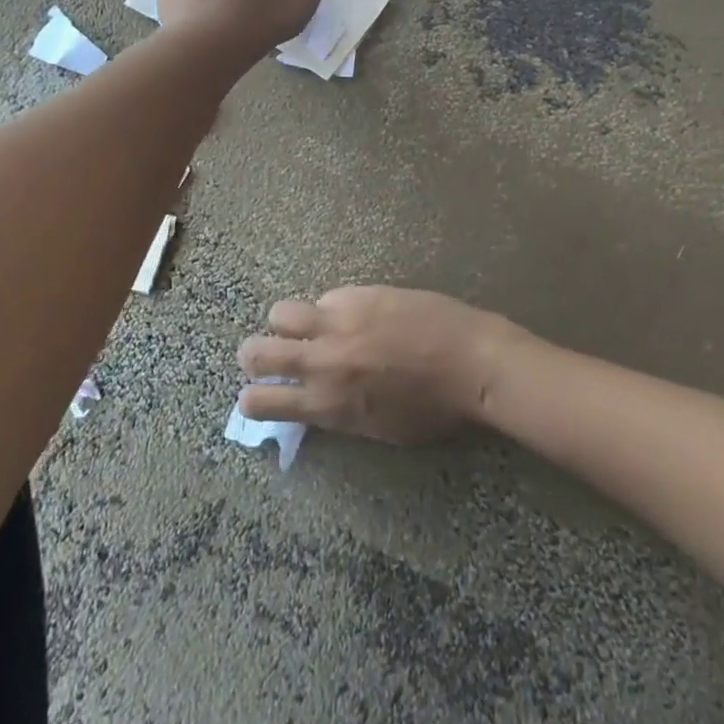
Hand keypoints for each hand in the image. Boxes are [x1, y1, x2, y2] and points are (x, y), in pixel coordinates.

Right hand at [237, 287, 527, 444]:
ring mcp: (338, 322)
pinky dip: (332, 308)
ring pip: (281, 313)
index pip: (262, 402)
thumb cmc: (435, 409)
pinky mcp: (359, 294)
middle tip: (262, 356)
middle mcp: (322, 361)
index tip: (255, 395)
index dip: (251, 399)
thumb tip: (319, 402)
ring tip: (303, 326)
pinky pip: (327, 297)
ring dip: (285, 323)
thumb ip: (340, 414)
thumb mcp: (380, 430)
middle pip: (256, 351)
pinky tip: (356, 313)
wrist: (472, 362)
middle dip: (252, 356)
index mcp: (327, 404)